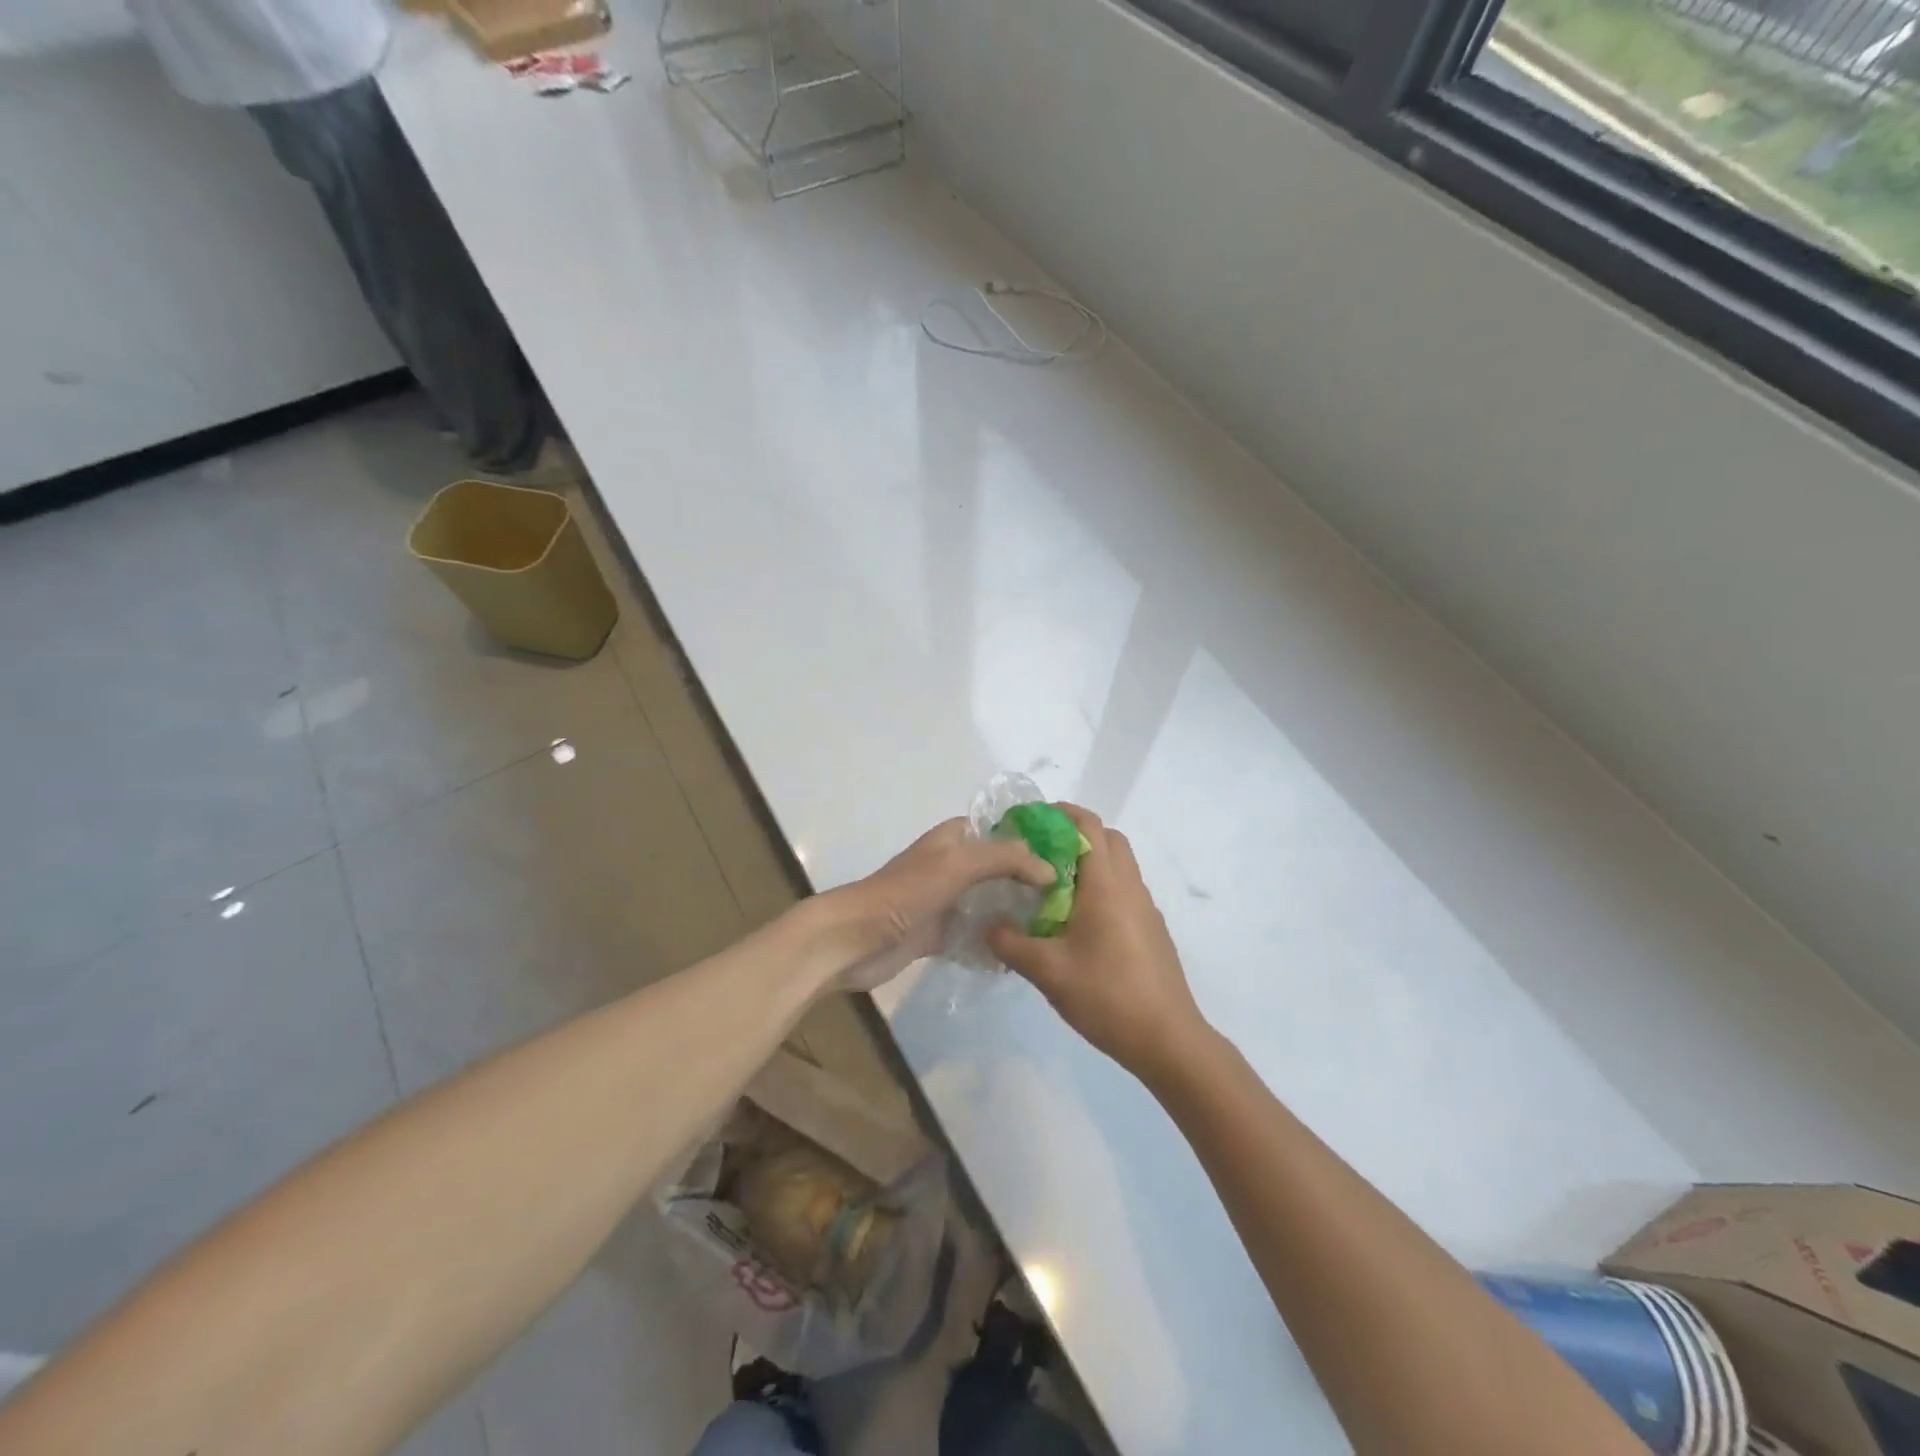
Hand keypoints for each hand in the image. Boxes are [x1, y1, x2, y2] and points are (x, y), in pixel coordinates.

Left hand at [809, 818, 1055, 991]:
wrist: (855, 939)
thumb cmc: (906, 892)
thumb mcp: (958, 864)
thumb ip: (1006, 859)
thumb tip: (1049, 869)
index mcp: (953, 839)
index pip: (1000, 828)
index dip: (1030, 837)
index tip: (1068, 854)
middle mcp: (952, 865)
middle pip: (999, 867)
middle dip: (1030, 879)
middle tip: (1071, 896)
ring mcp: (946, 901)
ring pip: (990, 901)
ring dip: (1015, 911)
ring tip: (1056, 925)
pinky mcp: (940, 934)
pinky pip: (976, 933)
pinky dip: (996, 940)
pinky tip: (1025, 952)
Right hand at [988, 805, 1209, 1082]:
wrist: (1168, 1040)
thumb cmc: (1107, 996)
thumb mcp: (1048, 971)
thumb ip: (1010, 943)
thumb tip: (986, 925)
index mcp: (1107, 884)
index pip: (1088, 825)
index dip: (1059, 814)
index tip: (1027, 822)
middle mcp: (1130, 886)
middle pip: (1107, 838)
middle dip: (1074, 834)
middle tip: (1038, 853)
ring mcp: (1145, 909)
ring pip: (1119, 865)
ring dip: (1089, 862)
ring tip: (1051, 888)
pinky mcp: (1151, 931)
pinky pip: (1124, 891)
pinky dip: (1101, 888)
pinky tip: (1076, 923)